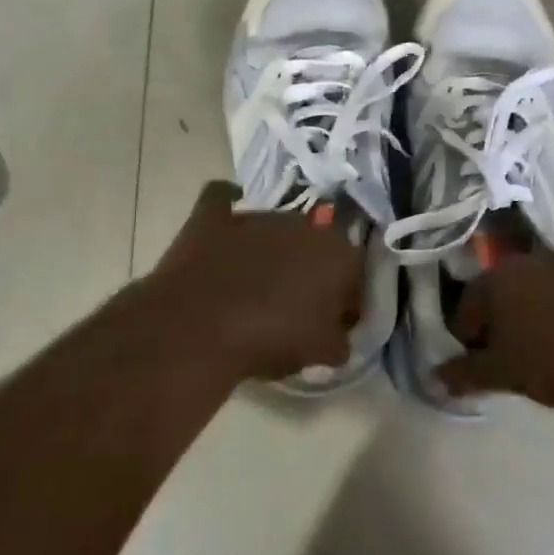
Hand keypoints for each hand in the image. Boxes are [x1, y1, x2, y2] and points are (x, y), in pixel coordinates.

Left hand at [144, 181, 362, 382]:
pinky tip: (224, 234)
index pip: (354, 276)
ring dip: (272, 249)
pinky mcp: (212, 215)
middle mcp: (303, 223)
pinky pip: (223, 202)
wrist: (198, 328)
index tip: (332, 325)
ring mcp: (256, 215)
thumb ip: (339, 339)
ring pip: (274, 228)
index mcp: (338, 253)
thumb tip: (337, 335)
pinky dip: (226, 215)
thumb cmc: (271, 338)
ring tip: (255, 284)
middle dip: (310, 270)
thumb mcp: (321, 352)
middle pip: (315, 247)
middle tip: (295, 304)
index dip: (346, 302)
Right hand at [438, 251, 553, 415]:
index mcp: (500, 278)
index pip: (466, 310)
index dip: (467, 340)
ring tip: (553, 349)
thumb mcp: (505, 375)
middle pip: (504, 293)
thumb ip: (465, 374)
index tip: (479, 367)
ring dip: (540, 311)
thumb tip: (437, 376)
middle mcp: (534, 259)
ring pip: (544, 288)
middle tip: (514, 358)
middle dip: (503, 322)